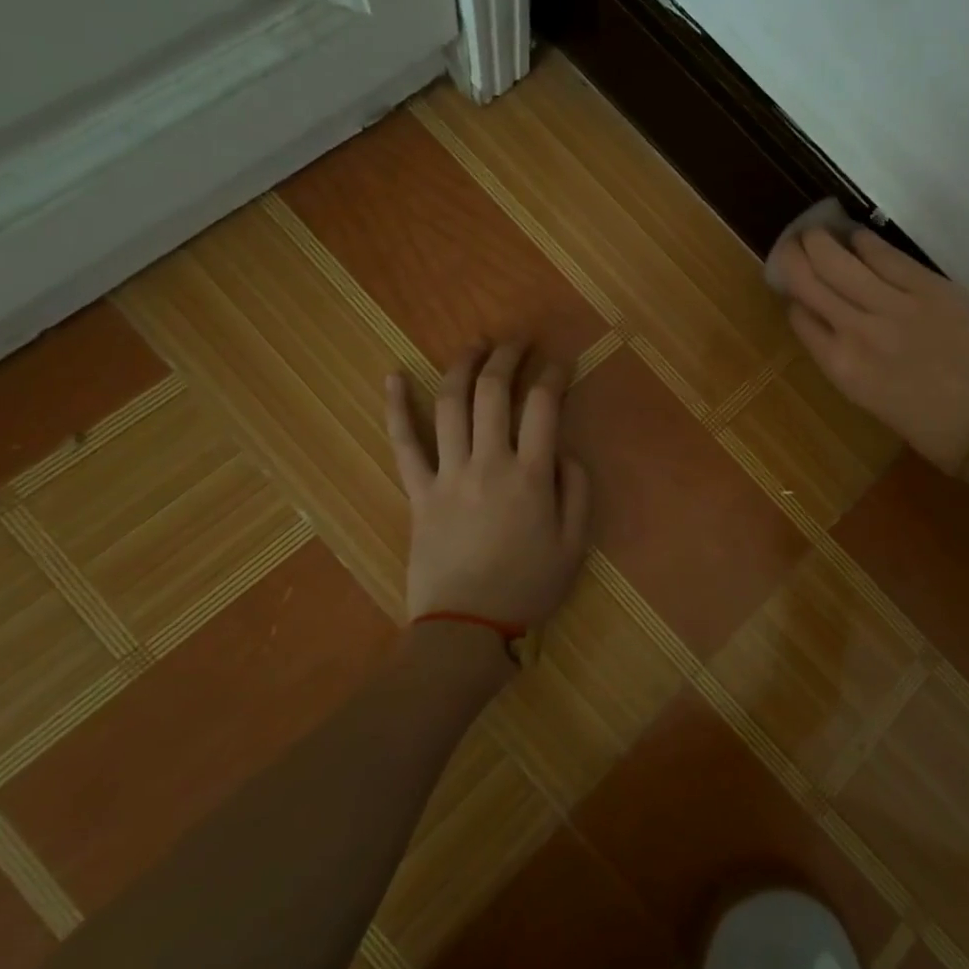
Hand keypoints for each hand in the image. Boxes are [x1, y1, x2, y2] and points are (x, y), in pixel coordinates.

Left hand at [385, 343, 589, 628]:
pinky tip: (392, 375)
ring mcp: (447, 474)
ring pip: (450, 405)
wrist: (465, 628)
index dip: (554, 375)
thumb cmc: (528, 587)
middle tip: (519, 340)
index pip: (543, 406)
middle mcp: (488, 463)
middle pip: (494, 393)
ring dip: (463, 366)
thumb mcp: (575, 544)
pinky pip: (403, 444)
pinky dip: (395, 407)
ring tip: (476, 344)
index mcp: (530, 476)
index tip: (561, 362)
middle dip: (508, 357)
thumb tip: (564, 452)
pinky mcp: (417, 492)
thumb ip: (577, 490)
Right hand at [774, 226, 968, 474]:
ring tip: (816, 233)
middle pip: (810, 281)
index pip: (800, 317)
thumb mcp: (870, 398)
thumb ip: (845, 358)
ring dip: (821, 241)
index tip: (793, 286)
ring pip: (839, 261)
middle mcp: (856, 331)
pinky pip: (884, 255)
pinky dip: (863, 242)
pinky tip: (856, 237)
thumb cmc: (928, 424)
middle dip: (794, 257)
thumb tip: (831, 325)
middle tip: (792, 244)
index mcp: (841, 367)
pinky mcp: (927, 286)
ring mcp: (892, 305)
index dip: (792, 296)